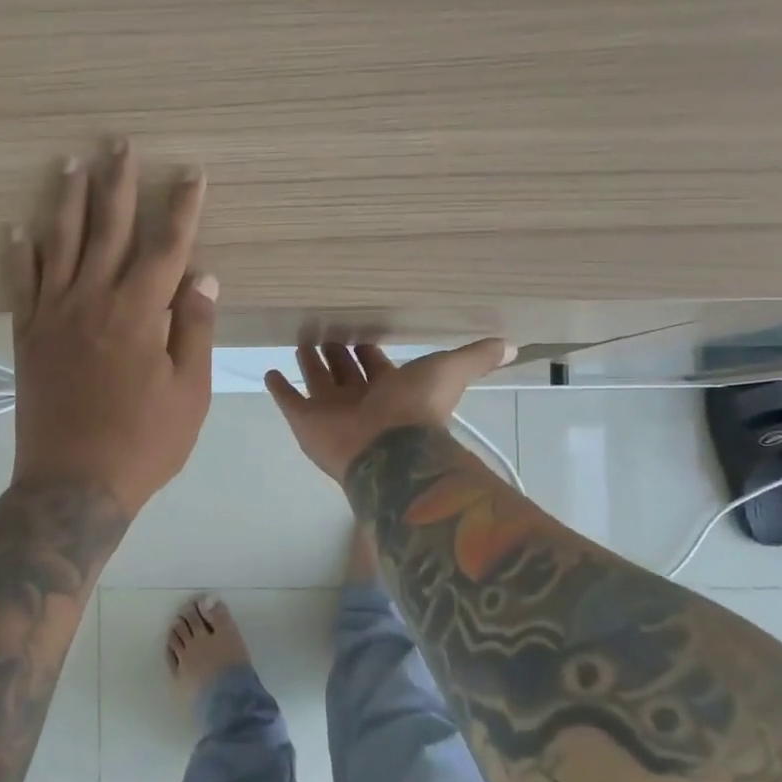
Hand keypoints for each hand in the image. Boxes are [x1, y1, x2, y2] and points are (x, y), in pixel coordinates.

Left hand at [9, 139, 217, 514]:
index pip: (167, 246)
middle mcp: (94, 300)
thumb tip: (204, 277)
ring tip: (71, 163)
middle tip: (118, 141)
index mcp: (140, 313)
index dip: (182, 207)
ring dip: (67, 200)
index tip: (190, 172)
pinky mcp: (27, 337)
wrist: (73, 483)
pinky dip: (20, 254)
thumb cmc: (143, 443)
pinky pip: (21, 284)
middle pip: (109, 229)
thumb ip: (194, 330)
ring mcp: (54, 316)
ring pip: (61, 244)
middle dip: (117, 183)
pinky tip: (17, 229)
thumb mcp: (190, 393)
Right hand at [265, 340, 513, 480]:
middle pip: (344, 371)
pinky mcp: (305, 421)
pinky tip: (270, 372)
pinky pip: (288, 400)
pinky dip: (279, 387)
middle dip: (336, 353)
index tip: (359, 331)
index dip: (369, 350)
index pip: (375, 364)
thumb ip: (476, 357)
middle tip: (324, 332)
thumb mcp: (451, 371)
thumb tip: (511, 344)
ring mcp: (330, 411)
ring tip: (299, 342)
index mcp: (390, 388)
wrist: (390, 450)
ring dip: (309, 363)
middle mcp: (359, 399)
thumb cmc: (418, 407)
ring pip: (317, 382)